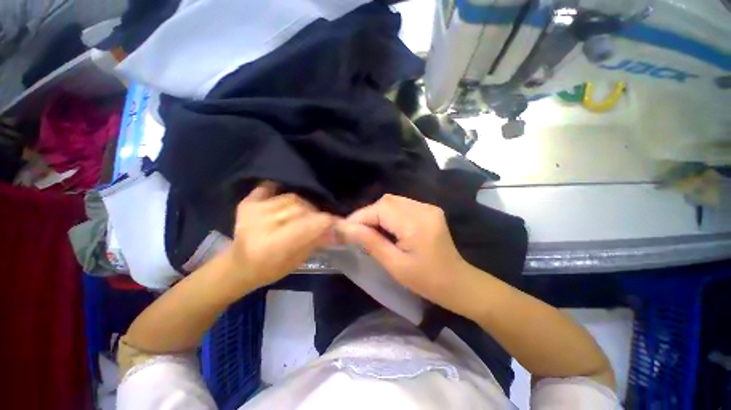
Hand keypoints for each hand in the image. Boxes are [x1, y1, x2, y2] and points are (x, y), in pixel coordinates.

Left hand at [227, 182, 334, 288]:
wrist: (239, 265)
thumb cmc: (271, 269)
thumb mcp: (299, 260)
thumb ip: (318, 240)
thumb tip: (341, 229)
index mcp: (276, 245)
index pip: (314, 223)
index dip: (329, 223)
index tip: (335, 225)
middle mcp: (263, 225)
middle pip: (303, 208)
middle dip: (315, 215)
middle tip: (316, 224)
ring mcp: (253, 211)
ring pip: (292, 198)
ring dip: (302, 206)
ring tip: (300, 216)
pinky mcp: (247, 203)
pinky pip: (271, 188)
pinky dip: (280, 191)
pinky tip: (283, 201)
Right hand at [337, 194, 471, 309]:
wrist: (458, 283)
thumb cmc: (427, 281)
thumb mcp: (395, 265)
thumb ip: (370, 242)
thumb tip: (346, 228)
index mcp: (416, 223)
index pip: (380, 209)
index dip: (360, 217)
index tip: (345, 230)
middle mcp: (423, 209)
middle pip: (386, 201)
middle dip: (368, 214)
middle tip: (357, 232)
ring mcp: (428, 208)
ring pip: (393, 201)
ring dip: (378, 214)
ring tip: (370, 231)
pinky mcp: (429, 211)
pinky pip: (402, 205)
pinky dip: (389, 214)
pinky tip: (387, 228)